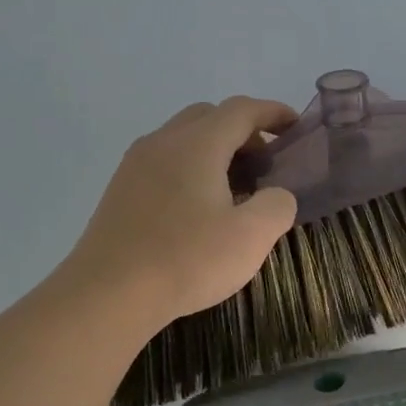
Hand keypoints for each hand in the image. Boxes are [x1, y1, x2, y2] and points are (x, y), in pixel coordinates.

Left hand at [65, 96, 298, 330]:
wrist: (108, 294)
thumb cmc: (187, 259)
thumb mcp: (252, 236)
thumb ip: (277, 205)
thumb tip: (276, 195)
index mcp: (197, 144)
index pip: (241, 111)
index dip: (273, 113)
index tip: (297, 127)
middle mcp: (163, 142)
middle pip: (209, 117)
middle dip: (244, 131)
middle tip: (267, 164)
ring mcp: (135, 165)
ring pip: (184, 139)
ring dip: (216, 151)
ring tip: (238, 187)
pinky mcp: (121, 190)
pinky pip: (165, 162)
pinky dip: (193, 168)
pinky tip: (202, 208)